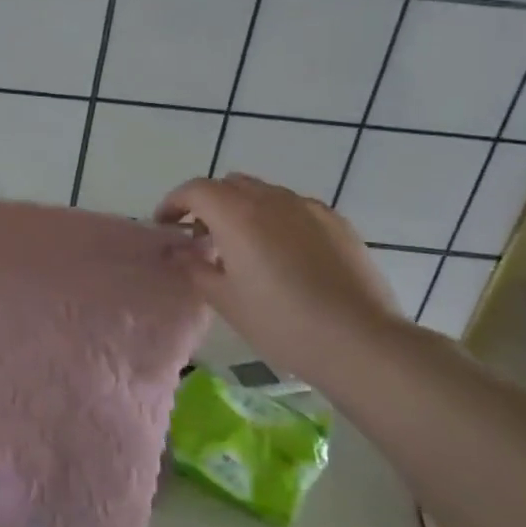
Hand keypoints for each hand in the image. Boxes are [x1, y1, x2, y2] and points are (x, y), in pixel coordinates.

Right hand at [156, 173, 406, 382]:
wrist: (360, 341)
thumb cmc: (280, 322)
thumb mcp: (225, 299)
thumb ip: (194, 267)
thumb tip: (176, 251)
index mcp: (237, 214)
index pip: (195, 190)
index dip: (174, 203)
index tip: (165, 225)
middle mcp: (271, 199)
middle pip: (230, 185)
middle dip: (209, 204)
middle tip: (202, 238)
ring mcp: (308, 208)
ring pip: (264, 193)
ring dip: (243, 209)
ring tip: (244, 246)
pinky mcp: (337, 222)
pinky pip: (295, 208)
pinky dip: (277, 219)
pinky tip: (283, 254)